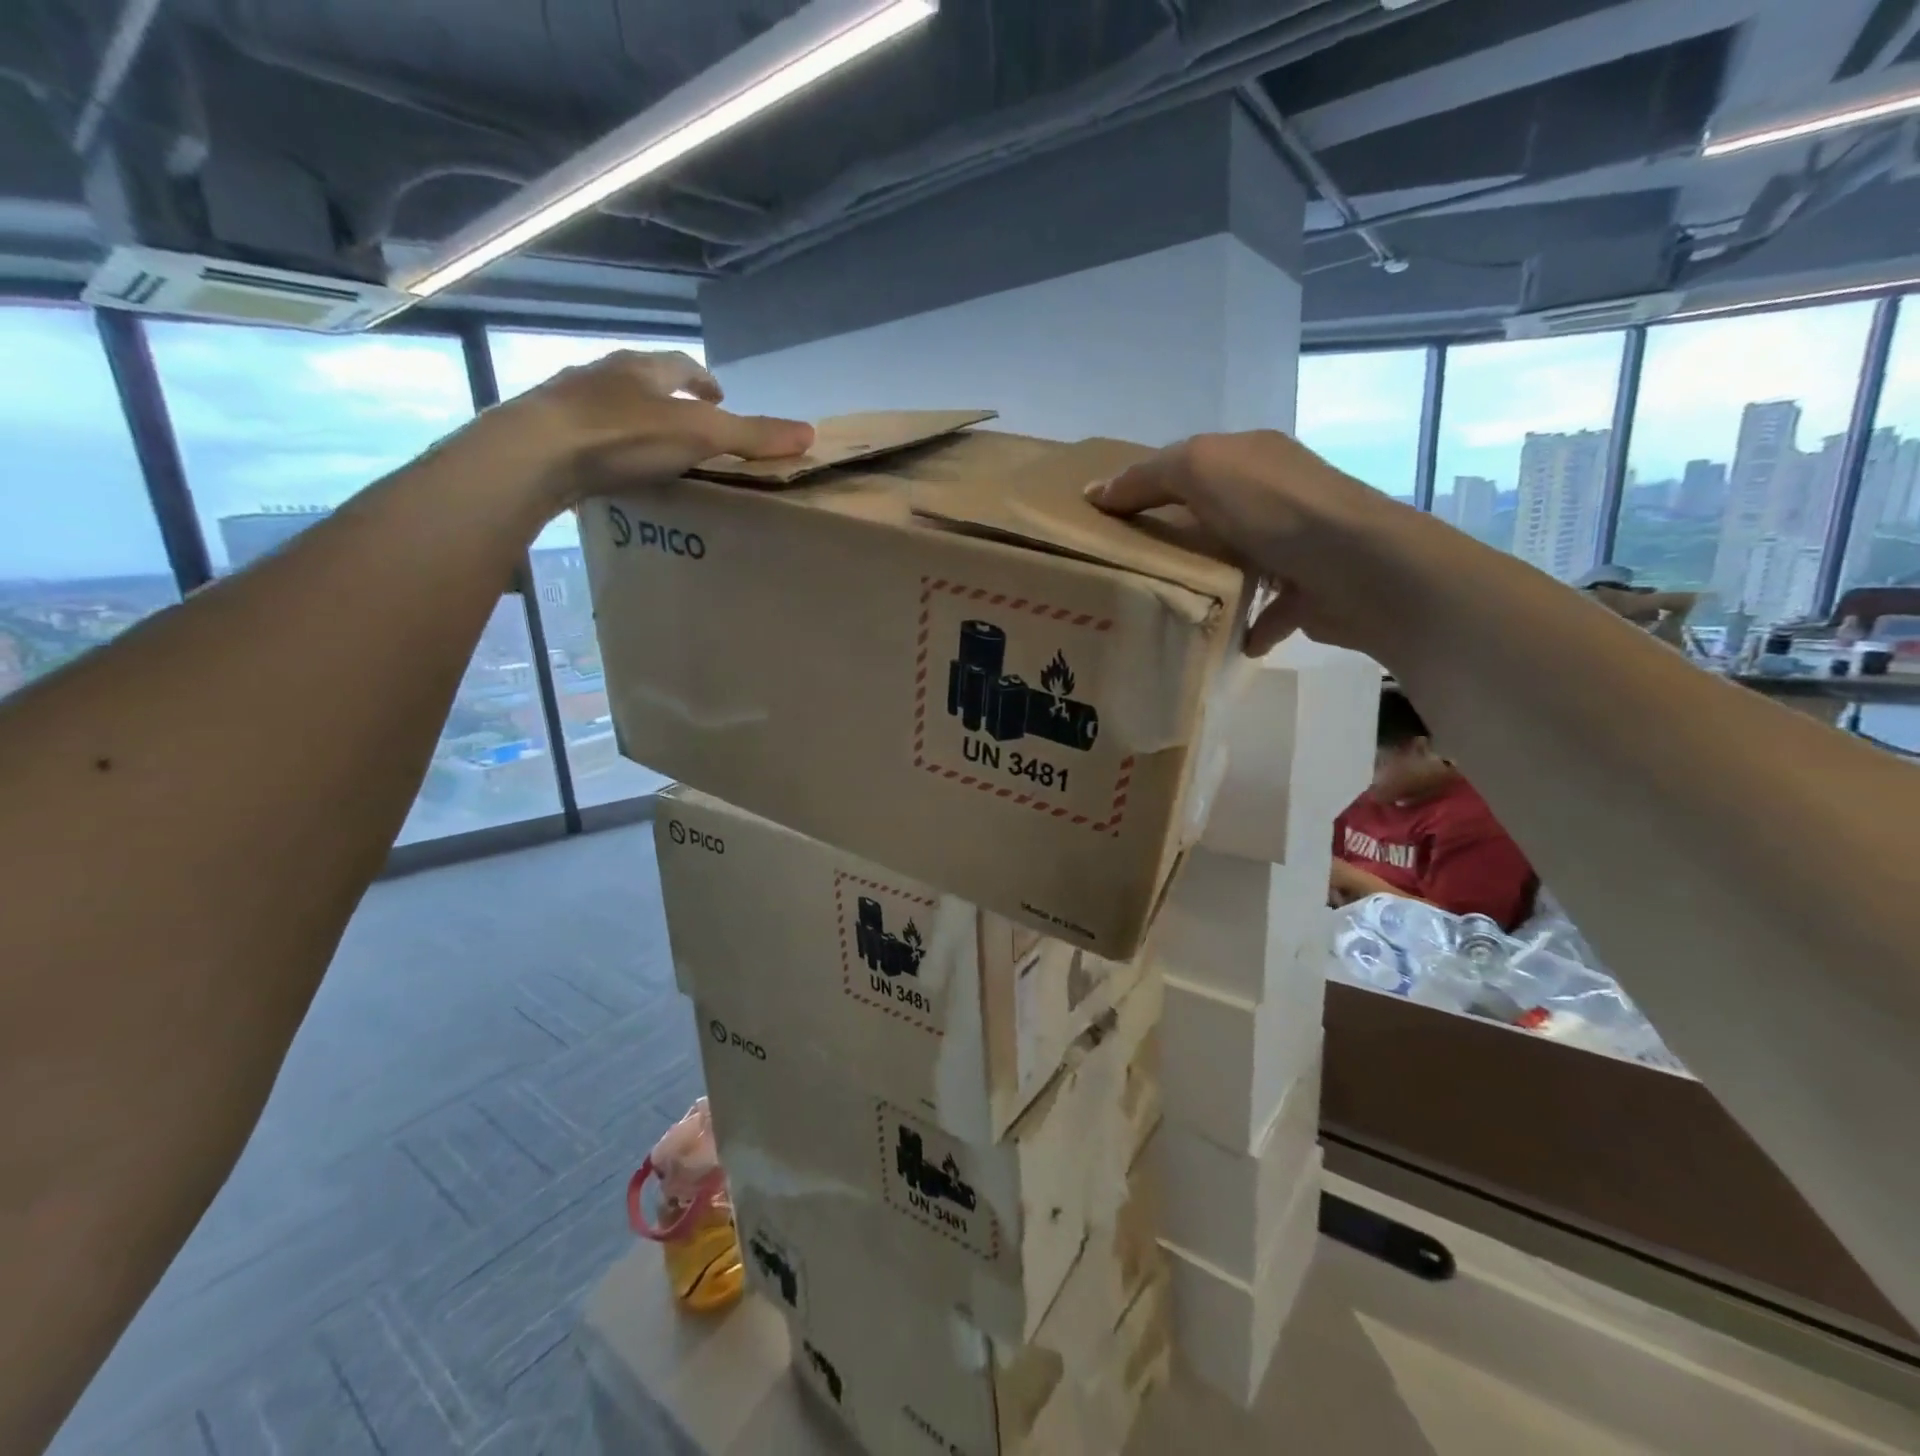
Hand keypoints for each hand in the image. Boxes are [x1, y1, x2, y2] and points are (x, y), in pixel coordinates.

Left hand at [479, 349, 813, 514]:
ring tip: (651, 444)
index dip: (703, 379)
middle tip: (688, 418)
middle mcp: (605, 374)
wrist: (537, 453)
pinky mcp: (546, 431)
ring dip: (634, 417)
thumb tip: (810, 433)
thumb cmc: (623, 435)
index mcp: (642, 368)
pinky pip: (585, 430)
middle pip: (644, 379)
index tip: (718, 394)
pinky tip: (610, 465)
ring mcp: (570, 400)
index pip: (681, 365)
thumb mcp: (700, 435)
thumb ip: (752, 436)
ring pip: (611, 402)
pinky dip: (605, 442)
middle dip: (668, 395)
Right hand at [1085, 430, 1425, 654]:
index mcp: (1253, 458)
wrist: (1363, 570)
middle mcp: (1279, 496)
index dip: (1145, 487)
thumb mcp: (1202, 470)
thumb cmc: (1277, 511)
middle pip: (1213, 515)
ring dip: (1213, 582)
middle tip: (1132, 570)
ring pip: (1242, 562)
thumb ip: (1149, 477)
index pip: (1188, 465)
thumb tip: (1096, 491)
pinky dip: (1249, 625)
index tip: (1105, 522)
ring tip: (1172, 606)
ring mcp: (1300, 545)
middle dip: (1177, 540)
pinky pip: (1271, 610)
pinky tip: (1227, 641)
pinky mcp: (1312, 592)